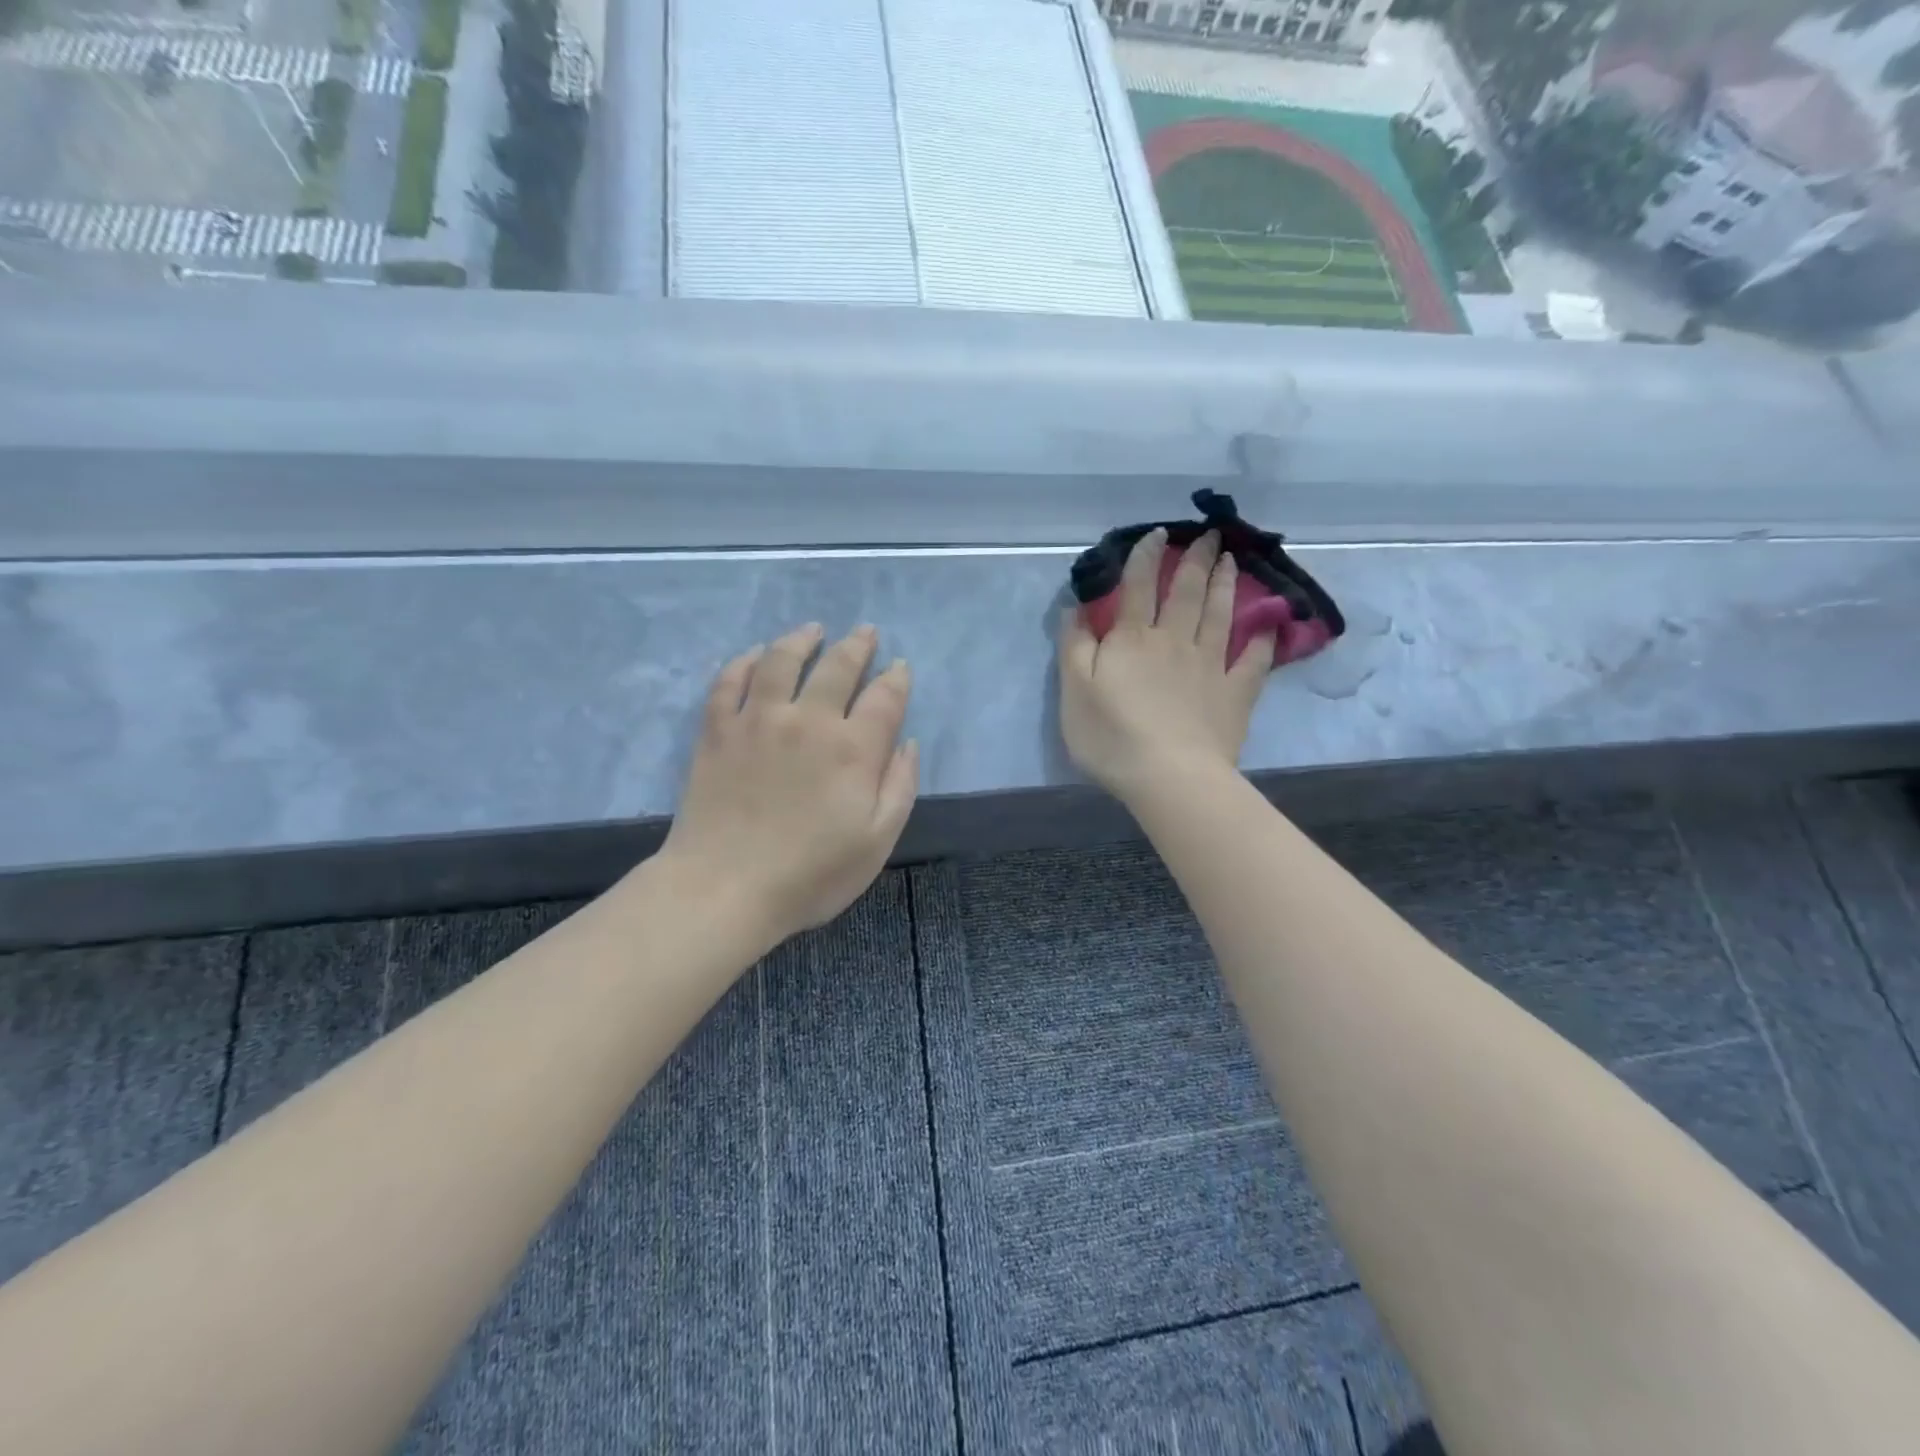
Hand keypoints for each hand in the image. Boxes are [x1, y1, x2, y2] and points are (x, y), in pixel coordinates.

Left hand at [658, 623, 918, 945]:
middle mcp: (809, 720)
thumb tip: (907, 743)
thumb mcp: (877, 842)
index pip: (885, 698)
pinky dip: (745, 661)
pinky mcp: (718, 730)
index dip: (896, 678)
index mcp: (854, 750)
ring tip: (813, 630)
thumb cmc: (810, 875)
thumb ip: (899, 788)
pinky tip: (755, 654)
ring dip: (802, 639)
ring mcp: (758, 720)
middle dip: (857, 646)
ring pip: (782, 660)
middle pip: (838, 667)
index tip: (899, 667)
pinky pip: (730, 680)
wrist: (724, 889)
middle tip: (866, 633)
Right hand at [1059, 529, 1275, 802]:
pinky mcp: (1234, 693)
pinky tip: (1267, 624)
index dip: (1145, 557)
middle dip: (1196, 560)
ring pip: (1219, 615)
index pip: (1138, 587)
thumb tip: (1077, 607)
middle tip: (1209, 535)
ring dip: (1225, 585)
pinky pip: (1252, 660)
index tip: (1157, 534)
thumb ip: (1075, 645)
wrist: (1170, 776)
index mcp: (1133, 639)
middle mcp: (1174, 641)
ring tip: (1231, 560)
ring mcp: (1210, 666)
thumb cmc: (1112, 736)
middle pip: (1186, 592)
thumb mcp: (1074, 690)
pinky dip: (1261, 639)